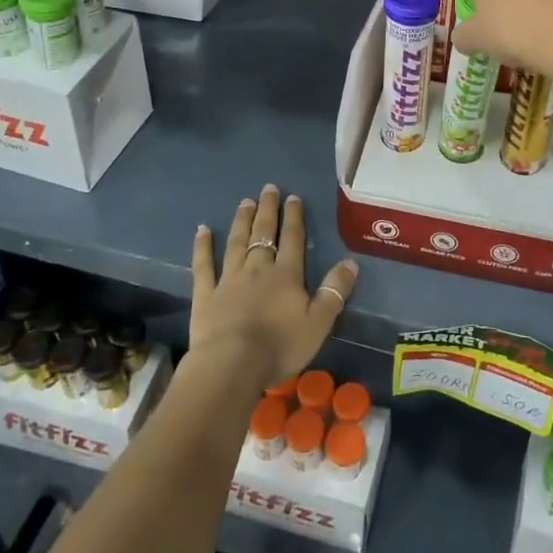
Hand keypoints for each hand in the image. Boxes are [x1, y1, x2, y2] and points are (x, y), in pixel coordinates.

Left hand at [190, 185, 357, 391]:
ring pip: (236, 242)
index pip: (293, 239)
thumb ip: (335, 291)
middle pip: (264, 233)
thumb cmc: (280, 345)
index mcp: (286, 275)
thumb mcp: (319, 322)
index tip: (293, 197)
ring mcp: (229, 278)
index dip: (294, 217)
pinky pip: (204, 265)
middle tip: (268, 189)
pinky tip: (202, 229)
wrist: (233, 364)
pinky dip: (202, 246)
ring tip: (245, 202)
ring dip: (242, 221)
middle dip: (268, 210)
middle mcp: (258, 269)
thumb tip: (351, 262)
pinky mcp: (206, 294)